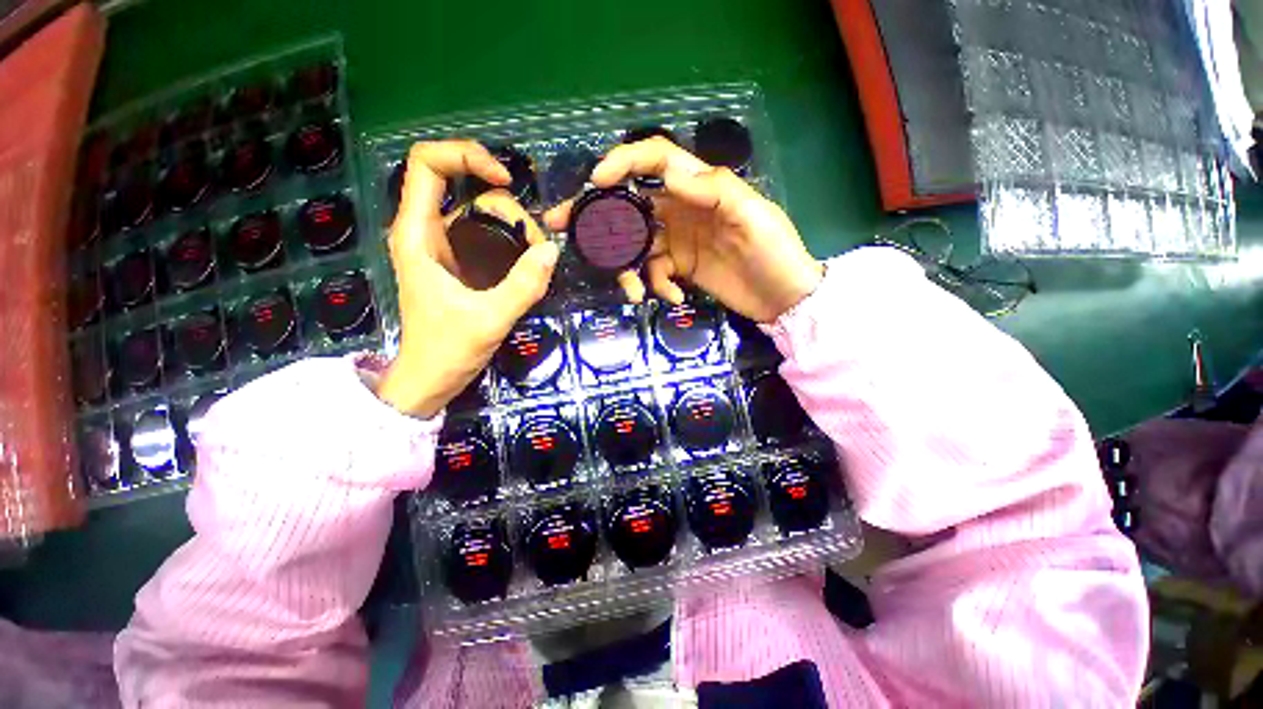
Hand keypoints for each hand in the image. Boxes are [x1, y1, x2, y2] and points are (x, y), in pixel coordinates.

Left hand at [377, 141, 558, 417]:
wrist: (430, 379)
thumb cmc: (447, 350)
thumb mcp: (489, 319)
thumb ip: (522, 286)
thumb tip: (551, 250)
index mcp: (418, 234)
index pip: (427, 163)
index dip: (466, 156)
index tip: (506, 183)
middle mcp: (427, 231)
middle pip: (466, 187)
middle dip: (506, 207)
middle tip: (534, 245)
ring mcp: (443, 246)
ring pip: (480, 211)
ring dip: (513, 226)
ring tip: (535, 259)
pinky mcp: (458, 262)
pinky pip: (487, 234)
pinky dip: (511, 240)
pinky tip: (528, 262)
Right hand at [544, 137, 822, 322]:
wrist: (783, 297)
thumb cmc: (774, 251)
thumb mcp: (753, 216)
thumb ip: (714, 190)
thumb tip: (668, 171)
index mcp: (699, 189)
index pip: (656, 160)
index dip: (625, 162)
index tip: (597, 180)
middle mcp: (682, 211)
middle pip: (632, 205)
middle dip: (598, 215)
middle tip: (564, 226)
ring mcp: (679, 243)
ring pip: (637, 247)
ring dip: (629, 269)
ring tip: (635, 292)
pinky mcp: (680, 269)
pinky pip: (654, 273)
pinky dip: (657, 286)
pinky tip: (674, 297)